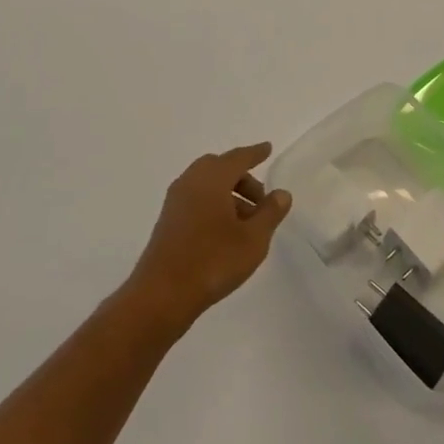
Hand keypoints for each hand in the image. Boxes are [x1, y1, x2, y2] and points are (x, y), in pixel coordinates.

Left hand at [126, 143, 290, 333]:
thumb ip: (270, 213)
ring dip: (229, 195)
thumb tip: (281, 193)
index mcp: (211, 179)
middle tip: (261, 199)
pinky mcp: (168, 221)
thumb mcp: (253, 239)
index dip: (255, 153)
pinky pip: (196, 200)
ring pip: (207, 185)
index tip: (267, 148)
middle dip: (243, 179)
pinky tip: (226, 232)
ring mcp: (175, 201)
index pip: (238, 157)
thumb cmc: (213, 261)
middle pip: (220, 168)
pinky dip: (214, 205)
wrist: (162, 294)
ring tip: (248, 223)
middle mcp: (190, 182)